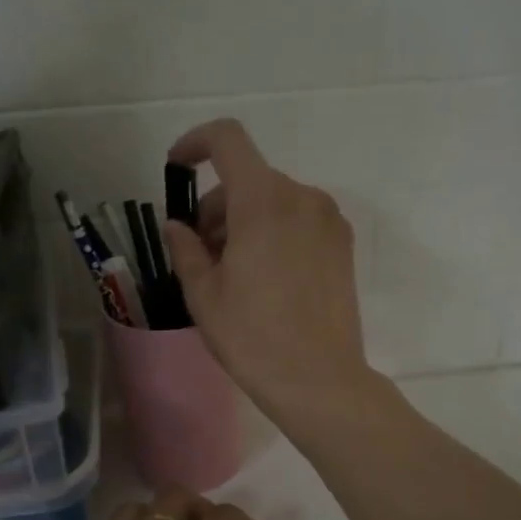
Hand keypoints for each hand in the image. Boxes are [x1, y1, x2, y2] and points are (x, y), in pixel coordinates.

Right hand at [162, 119, 374, 425]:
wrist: (319, 379)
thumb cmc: (253, 337)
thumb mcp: (203, 293)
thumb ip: (185, 247)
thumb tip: (177, 226)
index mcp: (263, 200)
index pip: (227, 139)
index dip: (195, 143)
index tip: (177, 169)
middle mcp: (302, 197)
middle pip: (249, 178)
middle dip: (217, 205)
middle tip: (201, 253)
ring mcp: (328, 220)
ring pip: (274, 200)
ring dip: (245, 220)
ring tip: (232, 271)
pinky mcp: (343, 244)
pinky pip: (299, 219)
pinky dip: (274, 230)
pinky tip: (265, 277)